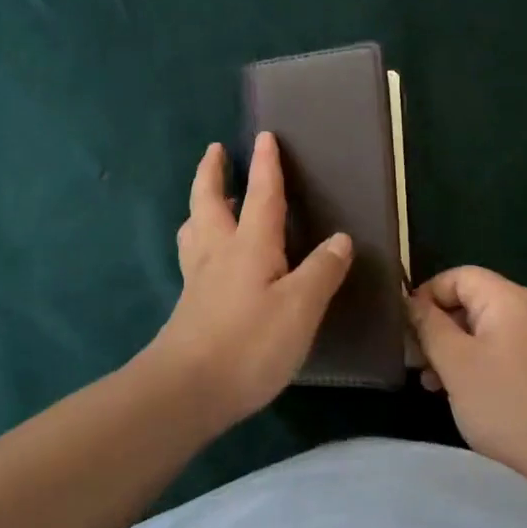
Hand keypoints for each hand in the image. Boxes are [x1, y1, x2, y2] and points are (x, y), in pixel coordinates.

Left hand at [143, 133, 353, 429]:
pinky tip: (208, 258)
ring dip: (200, 205)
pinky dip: (198, 240)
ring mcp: (198, 279)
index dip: (266, 166)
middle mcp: (218, 252)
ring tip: (208, 199)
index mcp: (249, 245)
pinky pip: (192, 256)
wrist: (186, 391)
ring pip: (194, 228)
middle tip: (215, 151)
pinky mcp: (189, 305)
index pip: (261, 195)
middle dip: (213, 173)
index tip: (264, 136)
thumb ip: (321, 270)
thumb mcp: (300, 307)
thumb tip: (341, 239)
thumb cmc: (249, 343)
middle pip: (209, 201)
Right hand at [409, 266, 526, 478]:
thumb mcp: (455, 363)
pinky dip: (482, 360)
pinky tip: (466, 390)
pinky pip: (508, 347)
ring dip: (458, 347)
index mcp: (511, 298)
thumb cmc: (506, 405)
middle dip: (440, 327)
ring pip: (489, 327)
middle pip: (474, 301)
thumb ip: (428, 326)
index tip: (408, 330)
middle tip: (417, 362)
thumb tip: (411, 302)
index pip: (460, 276)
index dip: (427, 295)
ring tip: (433, 383)